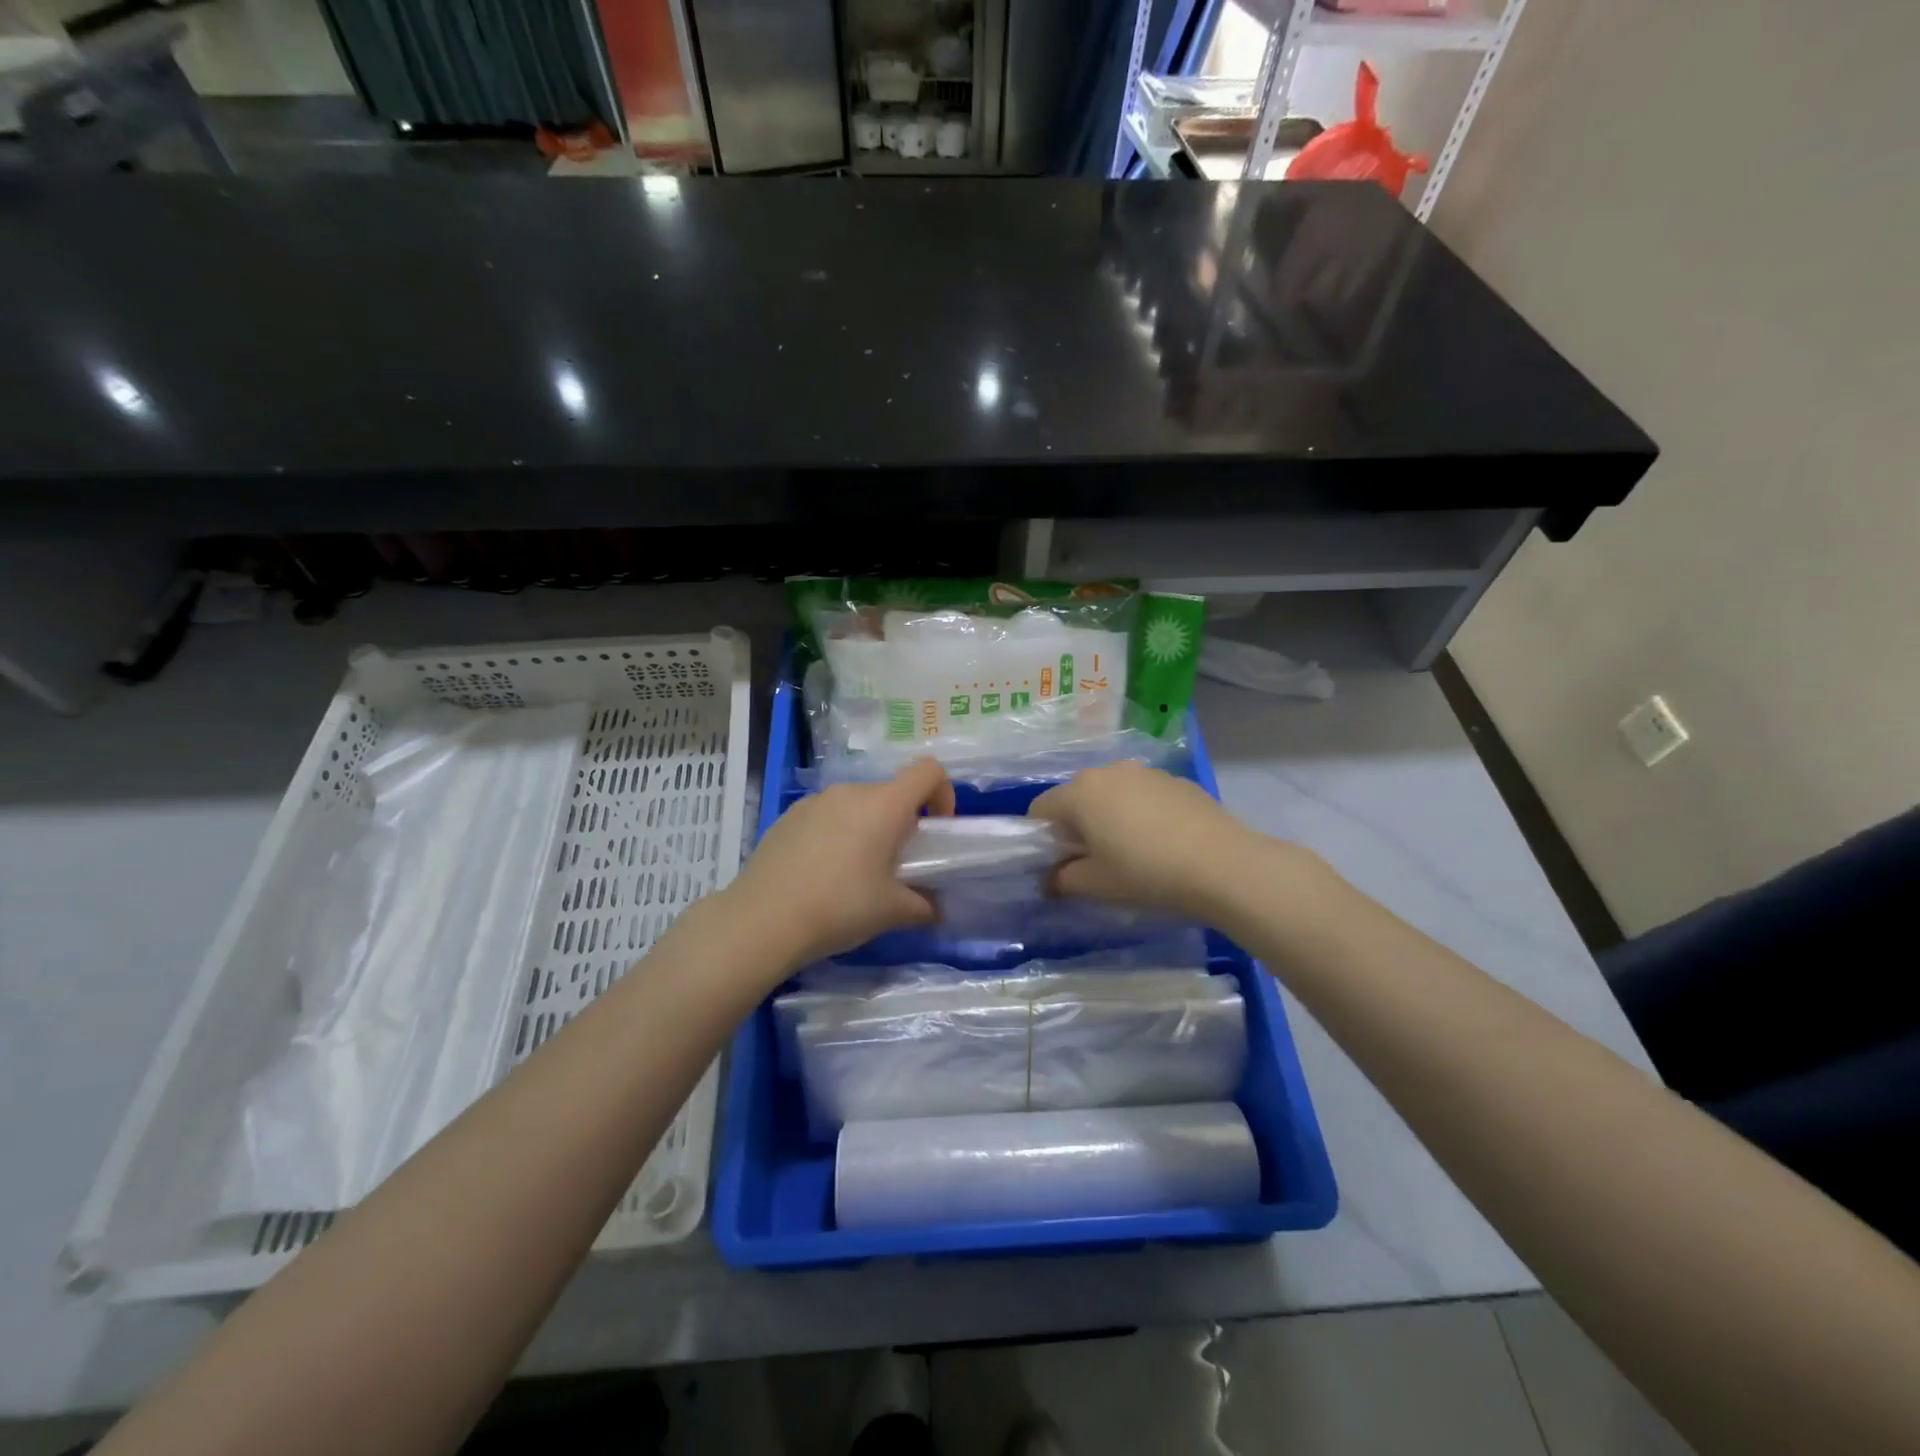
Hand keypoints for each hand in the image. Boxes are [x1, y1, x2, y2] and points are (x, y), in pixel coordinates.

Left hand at [720, 759, 955, 972]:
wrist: (762, 920)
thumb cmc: (839, 907)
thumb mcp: (892, 911)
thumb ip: (923, 905)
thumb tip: (935, 909)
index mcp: (884, 805)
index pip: (928, 771)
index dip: (943, 793)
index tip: (936, 830)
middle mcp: (850, 791)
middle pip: (890, 792)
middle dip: (902, 822)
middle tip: (896, 865)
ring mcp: (815, 801)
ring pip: (856, 804)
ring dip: (867, 828)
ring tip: (856, 873)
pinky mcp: (788, 816)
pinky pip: (826, 816)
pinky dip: (836, 834)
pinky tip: (821, 874)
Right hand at [1029, 760, 1285, 921]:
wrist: (1222, 864)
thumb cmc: (1145, 873)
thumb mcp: (1096, 885)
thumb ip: (1063, 879)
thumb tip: (1051, 879)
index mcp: (1080, 791)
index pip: (1041, 809)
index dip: (1042, 838)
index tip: (1060, 865)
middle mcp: (1109, 771)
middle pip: (1077, 797)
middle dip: (1077, 826)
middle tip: (1094, 861)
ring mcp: (1146, 772)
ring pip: (1112, 793)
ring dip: (1110, 817)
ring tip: (1131, 852)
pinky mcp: (1177, 781)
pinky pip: (1144, 795)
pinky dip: (1141, 814)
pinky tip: (1162, 843)